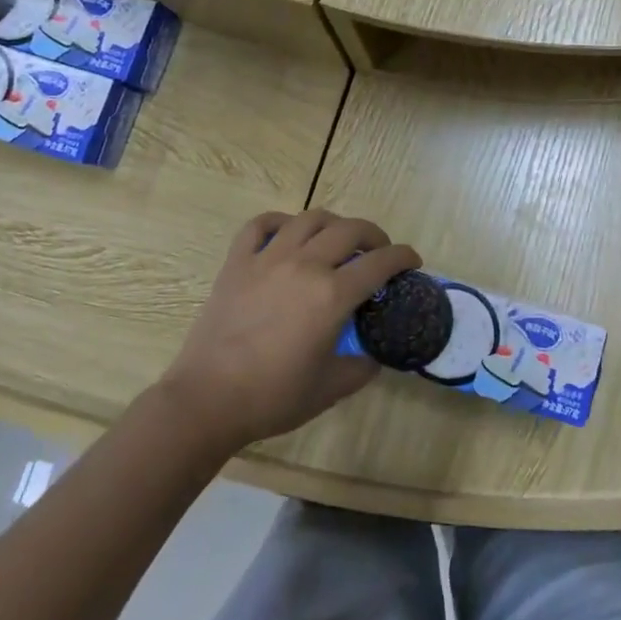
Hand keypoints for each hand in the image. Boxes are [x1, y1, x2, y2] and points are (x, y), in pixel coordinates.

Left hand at [160, 210, 419, 451]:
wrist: (207, 400)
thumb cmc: (272, 397)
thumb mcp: (330, 388)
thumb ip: (361, 367)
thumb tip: (373, 357)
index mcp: (332, 295)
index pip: (380, 262)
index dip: (403, 256)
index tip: (412, 260)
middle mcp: (305, 265)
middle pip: (350, 230)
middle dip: (374, 235)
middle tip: (379, 250)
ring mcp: (268, 259)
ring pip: (310, 219)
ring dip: (334, 223)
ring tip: (339, 239)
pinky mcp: (237, 263)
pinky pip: (260, 224)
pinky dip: (280, 221)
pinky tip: (289, 233)